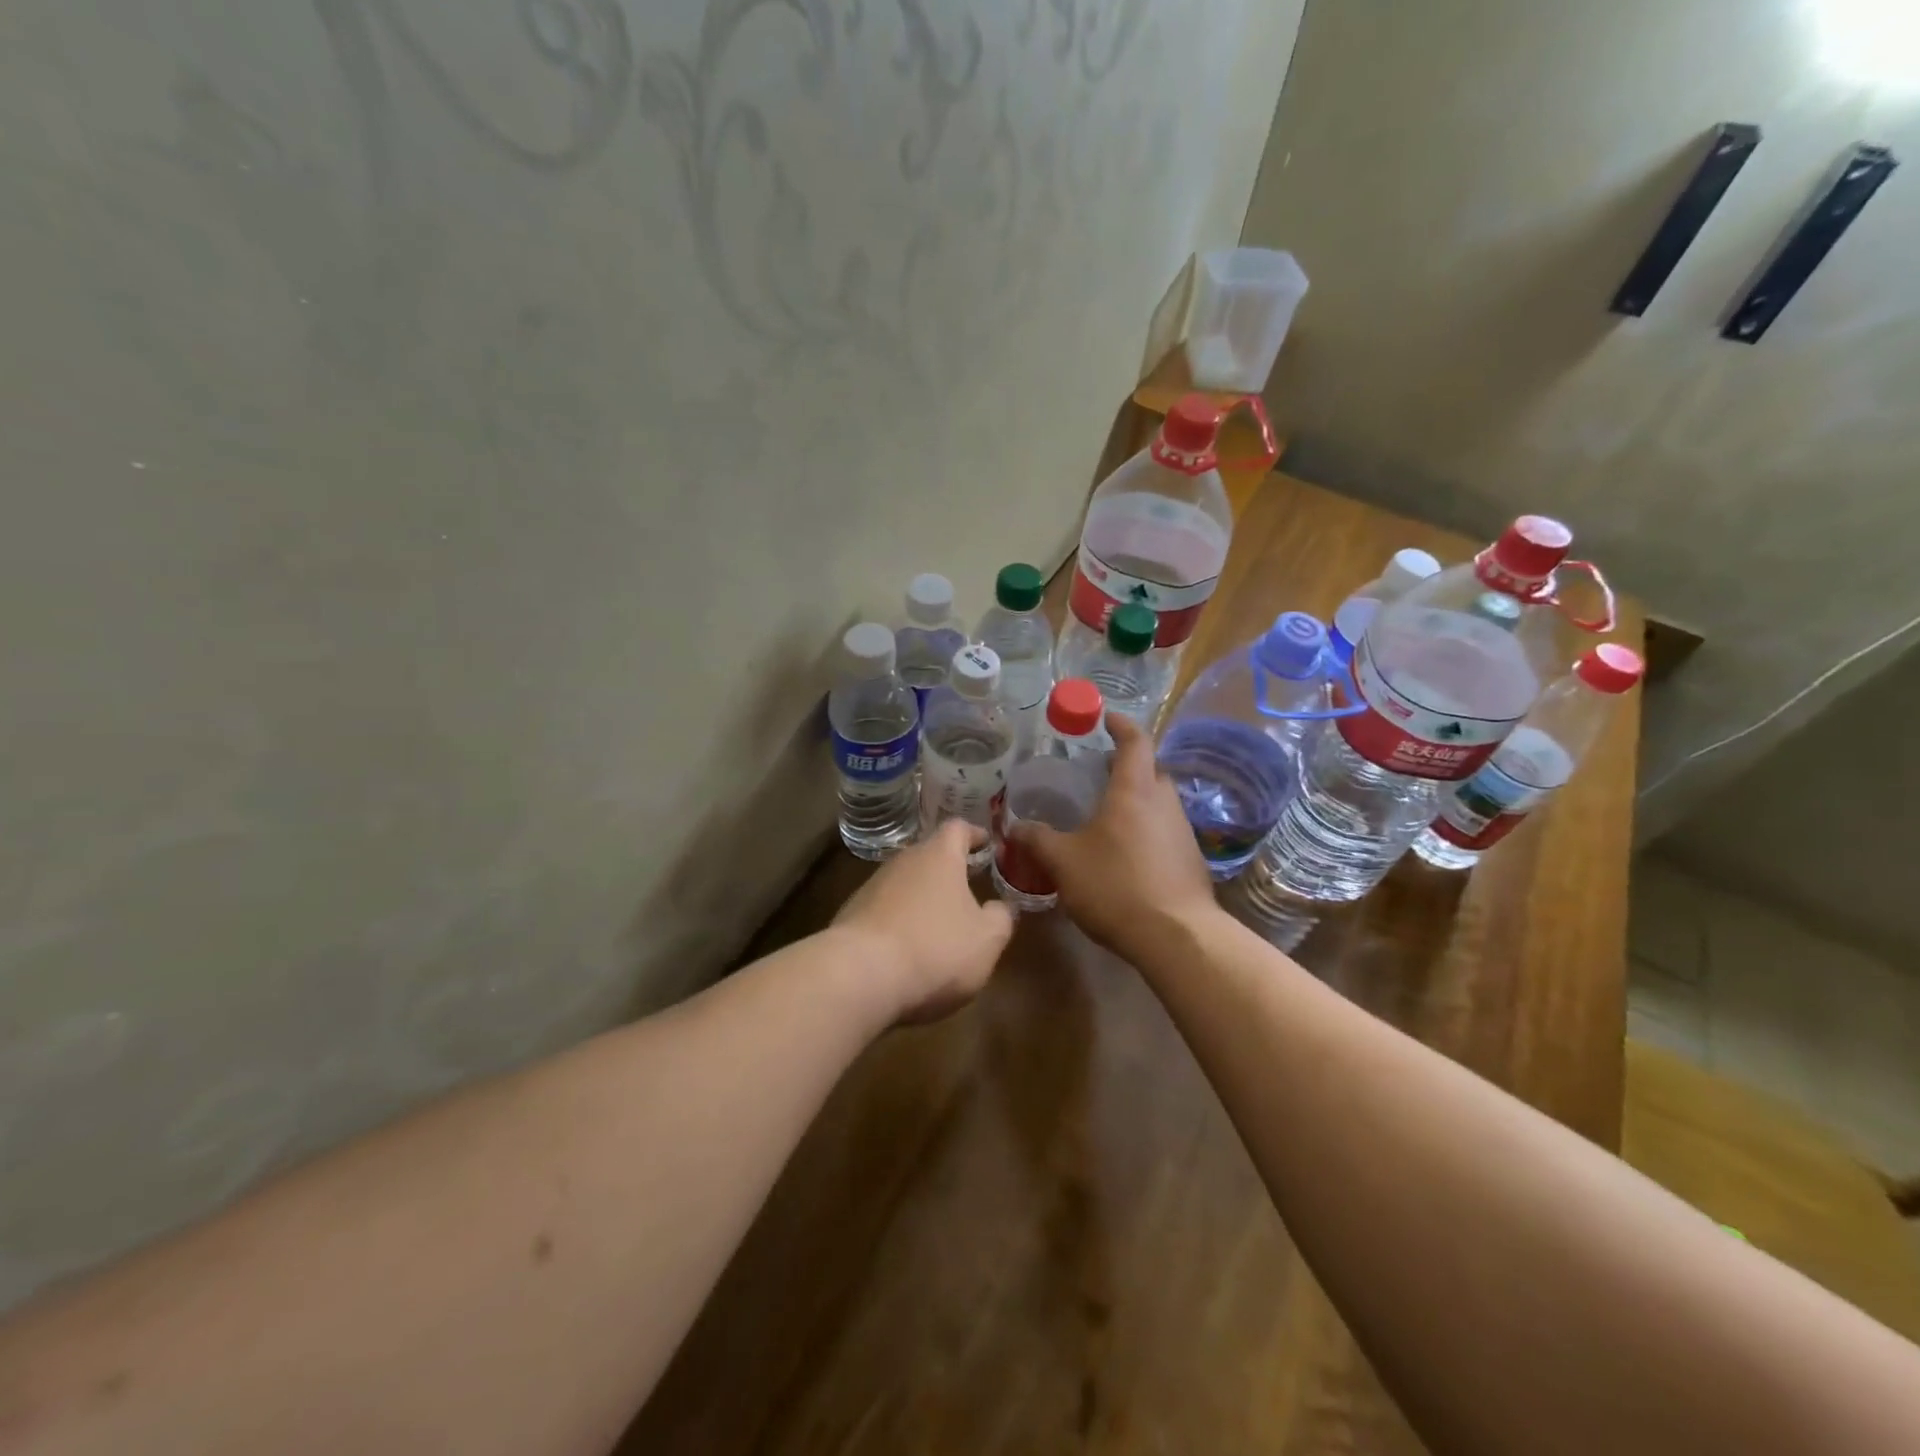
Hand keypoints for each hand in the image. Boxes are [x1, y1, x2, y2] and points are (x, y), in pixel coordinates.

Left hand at [833, 820, 1014, 1023]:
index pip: (958, 828)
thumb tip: (1002, 906)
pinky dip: (900, 920)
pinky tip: (908, 947)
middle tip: (968, 886)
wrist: (858, 976)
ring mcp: (872, 886)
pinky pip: (884, 910)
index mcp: (939, 856)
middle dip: (949, 869)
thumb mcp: (986, 939)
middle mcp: (903, 860)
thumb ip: (1001, 918)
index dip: (975, 834)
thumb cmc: (935, 948)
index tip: (987, 844)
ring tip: (939, 921)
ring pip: (905, 883)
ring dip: (922, 897)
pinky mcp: (851, 915)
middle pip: (929, 854)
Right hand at [1007, 715, 1218, 960]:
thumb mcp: (1063, 862)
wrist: (1177, 937)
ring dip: (1137, 800)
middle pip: (1150, 770)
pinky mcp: (1191, 861)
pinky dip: (1146, 830)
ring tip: (1107, 816)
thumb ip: (1037, 840)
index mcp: (1134, 791)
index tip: (1106, 718)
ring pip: (1159, 803)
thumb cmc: (1116, 886)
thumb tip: (1014, 826)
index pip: (1135, 741)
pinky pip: (1165, 831)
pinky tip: (1126, 855)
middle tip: (1098, 773)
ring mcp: (1183, 832)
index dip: (1121, 725)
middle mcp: (1164, 803)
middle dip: (1127, 765)